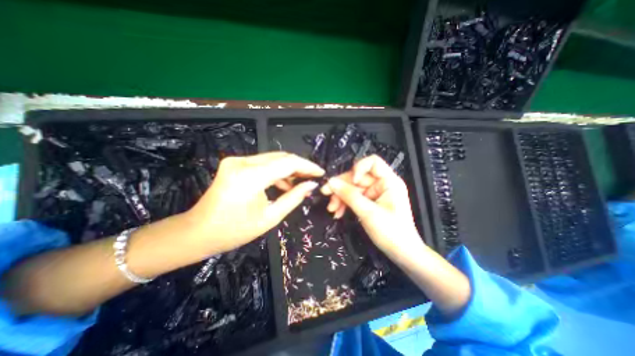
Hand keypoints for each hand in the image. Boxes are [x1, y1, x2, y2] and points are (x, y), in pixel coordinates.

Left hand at [184, 152, 322, 253]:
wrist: (197, 232)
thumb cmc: (234, 231)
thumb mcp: (270, 217)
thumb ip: (294, 198)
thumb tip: (311, 185)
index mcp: (250, 177)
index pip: (288, 163)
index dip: (308, 166)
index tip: (321, 173)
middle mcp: (242, 162)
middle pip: (281, 157)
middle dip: (300, 166)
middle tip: (313, 177)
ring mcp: (236, 160)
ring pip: (273, 159)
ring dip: (289, 169)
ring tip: (300, 183)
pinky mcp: (235, 163)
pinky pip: (263, 163)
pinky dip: (276, 171)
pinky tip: (284, 183)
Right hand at [321, 154, 422, 254]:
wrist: (402, 253)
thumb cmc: (391, 232)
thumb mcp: (368, 212)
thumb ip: (349, 195)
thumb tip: (330, 182)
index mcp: (389, 182)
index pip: (372, 162)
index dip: (358, 168)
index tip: (350, 181)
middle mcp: (382, 184)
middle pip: (357, 177)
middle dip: (341, 187)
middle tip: (326, 195)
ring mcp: (375, 194)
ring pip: (353, 188)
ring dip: (340, 197)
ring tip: (332, 209)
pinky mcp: (370, 202)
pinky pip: (354, 198)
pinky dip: (345, 204)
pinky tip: (337, 212)